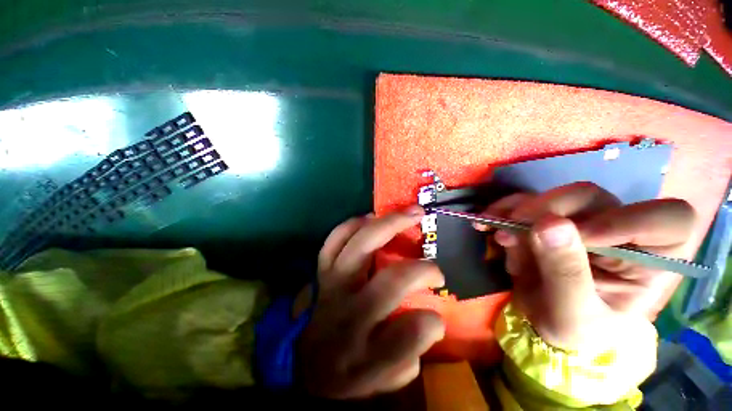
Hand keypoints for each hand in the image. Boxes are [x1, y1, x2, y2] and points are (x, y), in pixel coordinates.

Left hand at [296, 207, 445, 398]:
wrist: (301, 361)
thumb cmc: (343, 371)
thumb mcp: (377, 381)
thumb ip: (408, 355)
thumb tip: (432, 320)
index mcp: (365, 351)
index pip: (409, 336)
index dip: (431, 323)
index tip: (439, 313)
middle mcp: (350, 311)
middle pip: (391, 280)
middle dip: (420, 266)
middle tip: (439, 261)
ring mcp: (332, 283)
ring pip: (360, 246)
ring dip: (388, 226)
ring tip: (407, 213)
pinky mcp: (321, 268)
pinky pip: (335, 238)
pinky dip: (354, 224)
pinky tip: (370, 218)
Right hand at [475, 182, 695, 346]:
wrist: (543, 322)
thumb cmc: (573, 329)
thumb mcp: (572, 313)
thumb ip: (566, 272)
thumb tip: (547, 225)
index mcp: (651, 259)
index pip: (669, 219)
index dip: (628, 219)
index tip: (582, 237)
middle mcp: (620, 230)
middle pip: (594, 198)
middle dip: (551, 208)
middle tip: (516, 225)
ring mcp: (580, 220)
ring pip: (555, 196)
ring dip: (520, 210)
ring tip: (495, 231)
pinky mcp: (548, 219)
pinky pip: (526, 202)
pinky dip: (503, 209)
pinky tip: (486, 222)